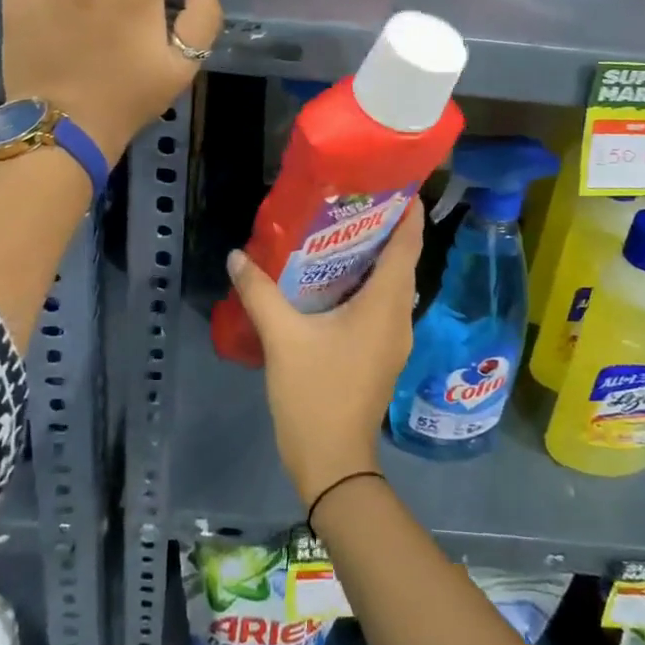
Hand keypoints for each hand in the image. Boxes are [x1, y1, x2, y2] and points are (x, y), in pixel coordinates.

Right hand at [226, 202, 423, 507]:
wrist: (333, 463)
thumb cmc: (315, 394)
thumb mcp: (283, 339)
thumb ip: (260, 293)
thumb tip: (237, 256)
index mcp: (386, 304)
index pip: (408, 244)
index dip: (407, 211)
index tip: (393, 180)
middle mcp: (399, 315)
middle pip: (402, 260)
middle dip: (384, 228)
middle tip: (353, 198)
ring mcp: (394, 337)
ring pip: (392, 283)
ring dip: (374, 257)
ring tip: (341, 229)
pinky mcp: (382, 352)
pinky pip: (382, 304)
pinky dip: (367, 283)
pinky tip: (334, 279)